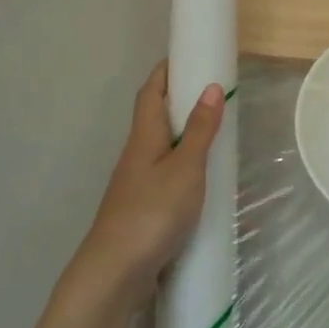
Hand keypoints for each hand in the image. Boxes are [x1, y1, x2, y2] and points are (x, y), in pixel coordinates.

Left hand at [73, 62, 224, 309]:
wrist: (114, 273)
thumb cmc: (152, 212)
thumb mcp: (185, 167)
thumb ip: (199, 130)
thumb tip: (211, 86)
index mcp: (144, 137)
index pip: (151, 92)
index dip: (165, 71)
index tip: (187, 55)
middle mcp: (136, 154)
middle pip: (154, 117)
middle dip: (178, 100)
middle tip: (211, 92)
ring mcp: (136, 184)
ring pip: (160, 148)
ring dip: (182, 135)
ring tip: (214, 133)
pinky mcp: (142, 209)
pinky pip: (165, 175)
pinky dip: (184, 167)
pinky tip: (202, 181)